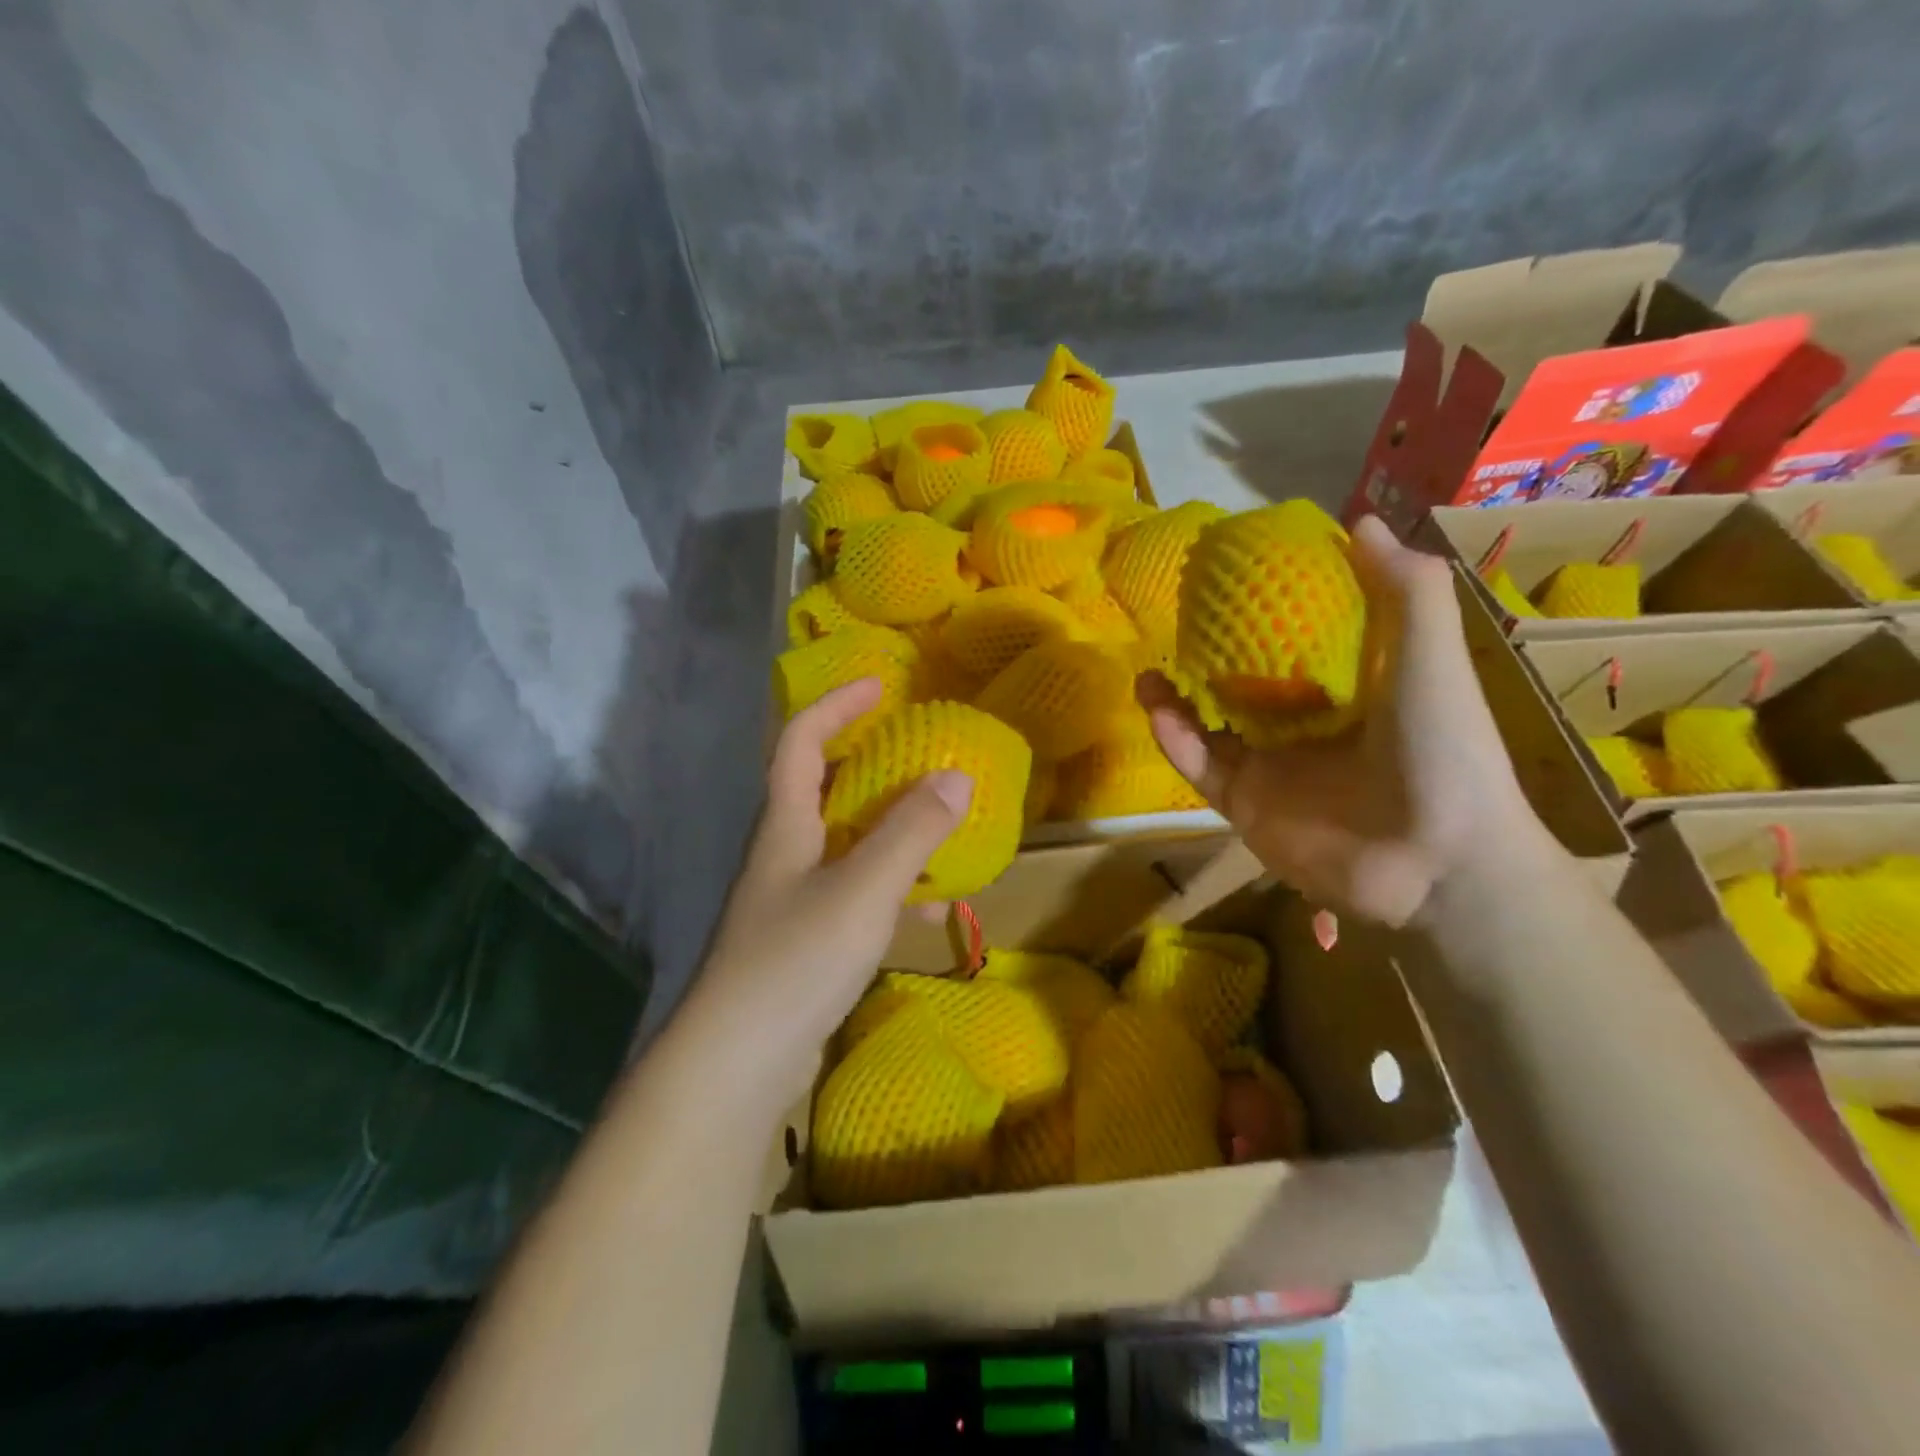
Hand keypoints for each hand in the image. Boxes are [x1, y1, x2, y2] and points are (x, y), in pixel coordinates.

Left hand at [676, 679, 972, 1112]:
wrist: (736, 1065)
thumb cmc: (795, 959)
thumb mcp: (863, 889)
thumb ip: (911, 833)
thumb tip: (957, 775)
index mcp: (785, 826)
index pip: (799, 742)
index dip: (834, 706)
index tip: (879, 686)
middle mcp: (783, 854)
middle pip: (821, 790)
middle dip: (868, 764)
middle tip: (918, 754)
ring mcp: (791, 902)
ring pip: (845, 846)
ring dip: (888, 831)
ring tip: (938, 828)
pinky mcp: (804, 945)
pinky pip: (855, 897)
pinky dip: (891, 891)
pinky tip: (927, 913)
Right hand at [1140, 515, 1542, 927]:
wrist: (1438, 862)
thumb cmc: (1443, 750)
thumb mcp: (1431, 659)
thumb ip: (1405, 591)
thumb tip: (1362, 522)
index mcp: (1352, 691)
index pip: (1301, 644)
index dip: (1268, 611)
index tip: (1236, 580)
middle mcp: (1307, 727)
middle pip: (1244, 686)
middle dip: (1207, 658)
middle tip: (1176, 627)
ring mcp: (1273, 769)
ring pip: (1210, 726)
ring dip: (1176, 700)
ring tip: (1150, 670)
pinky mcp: (1246, 805)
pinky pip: (1201, 766)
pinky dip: (1175, 739)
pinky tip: (1157, 710)